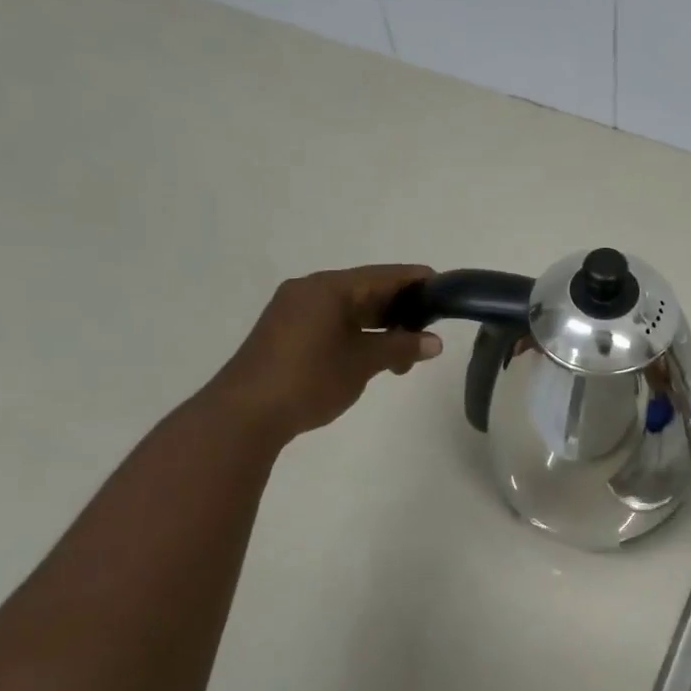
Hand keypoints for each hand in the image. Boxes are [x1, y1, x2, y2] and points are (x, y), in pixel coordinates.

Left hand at [205, 265, 442, 445]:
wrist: (244, 415)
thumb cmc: (309, 380)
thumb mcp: (363, 363)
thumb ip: (400, 347)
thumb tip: (434, 343)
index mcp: (329, 288)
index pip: (384, 276)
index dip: (417, 281)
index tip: (446, 291)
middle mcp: (310, 290)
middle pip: (367, 290)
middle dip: (400, 310)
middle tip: (430, 329)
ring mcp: (294, 311)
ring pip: (349, 309)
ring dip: (379, 327)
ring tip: (405, 355)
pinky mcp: (286, 332)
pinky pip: (332, 322)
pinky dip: (357, 334)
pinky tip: (373, 356)